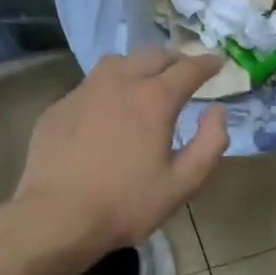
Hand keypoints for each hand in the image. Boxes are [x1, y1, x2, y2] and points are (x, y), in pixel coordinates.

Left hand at [15, 50, 228, 253]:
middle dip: (175, 59)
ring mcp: (84, 91)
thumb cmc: (127, 204)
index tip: (218, 62)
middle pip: (153, 56)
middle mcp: (120, 83)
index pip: (189, 68)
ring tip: (146, 81)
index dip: (208, 63)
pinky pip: (90, 85)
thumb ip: (210, 143)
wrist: (57, 218)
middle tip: (185, 71)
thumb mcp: (183, 182)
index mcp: (154, 100)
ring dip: (139, 65)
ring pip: (118, 62)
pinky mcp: (59, 107)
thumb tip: (217, 111)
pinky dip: (108, 88)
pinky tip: (107, 110)